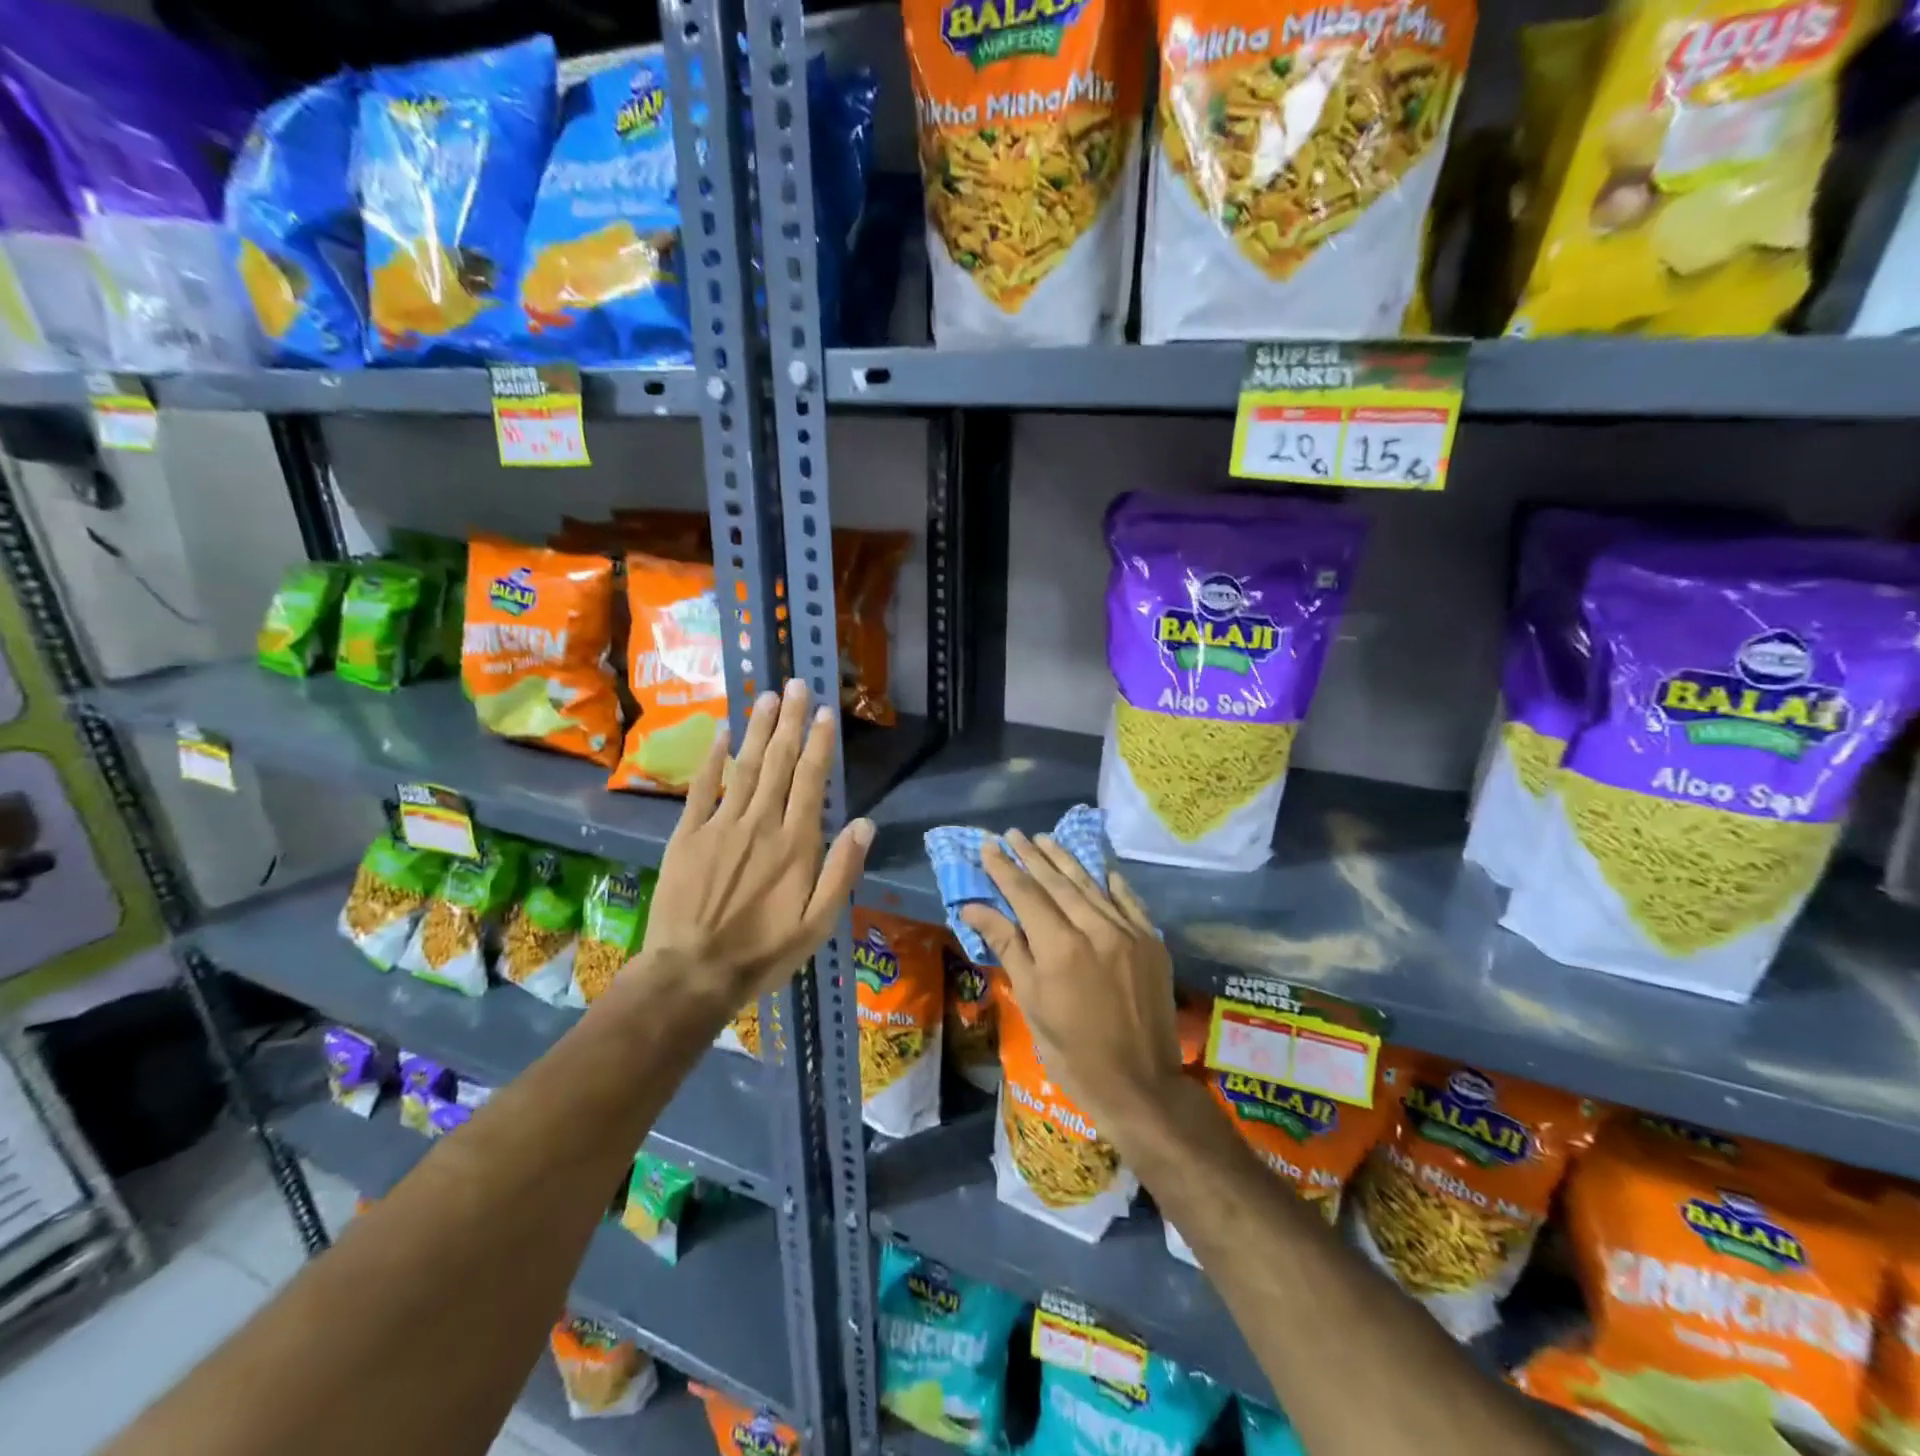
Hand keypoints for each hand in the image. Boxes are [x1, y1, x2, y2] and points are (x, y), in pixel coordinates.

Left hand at [638, 680, 873, 1010]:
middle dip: (792, 722)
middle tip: (797, 684)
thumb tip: (865, 823)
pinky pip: (703, 787)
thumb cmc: (763, 951)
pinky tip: (721, 733)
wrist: (692, 972)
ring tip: (768, 696)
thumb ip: (842, 871)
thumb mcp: (818, 923)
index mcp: (796, 844)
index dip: (820, 744)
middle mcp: (761, 823)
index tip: (826, 713)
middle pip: (779, 763)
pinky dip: (712, 758)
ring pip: (745, 766)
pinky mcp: (688, 834)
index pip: (811, 781)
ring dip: (758, 729)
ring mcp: (721, 825)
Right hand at [959, 831, 1182, 1130]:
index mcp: (1060, 947)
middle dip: (1033, 856)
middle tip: (1014, 834)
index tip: (989, 846)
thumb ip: (1008, 946)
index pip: (1026, 894)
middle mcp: (1096, 929)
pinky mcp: (1152, 942)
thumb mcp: (1031, 1002)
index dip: (1005, 869)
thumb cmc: (1073, 1053)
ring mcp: (1129, 932)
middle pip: (1058, 882)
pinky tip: (1100, 869)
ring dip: (1066, 861)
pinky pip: (1128, 901)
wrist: (1141, 1085)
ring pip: (1091, 885)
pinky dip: (1111, 883)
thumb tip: (974, 907)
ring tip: (1045, 839)